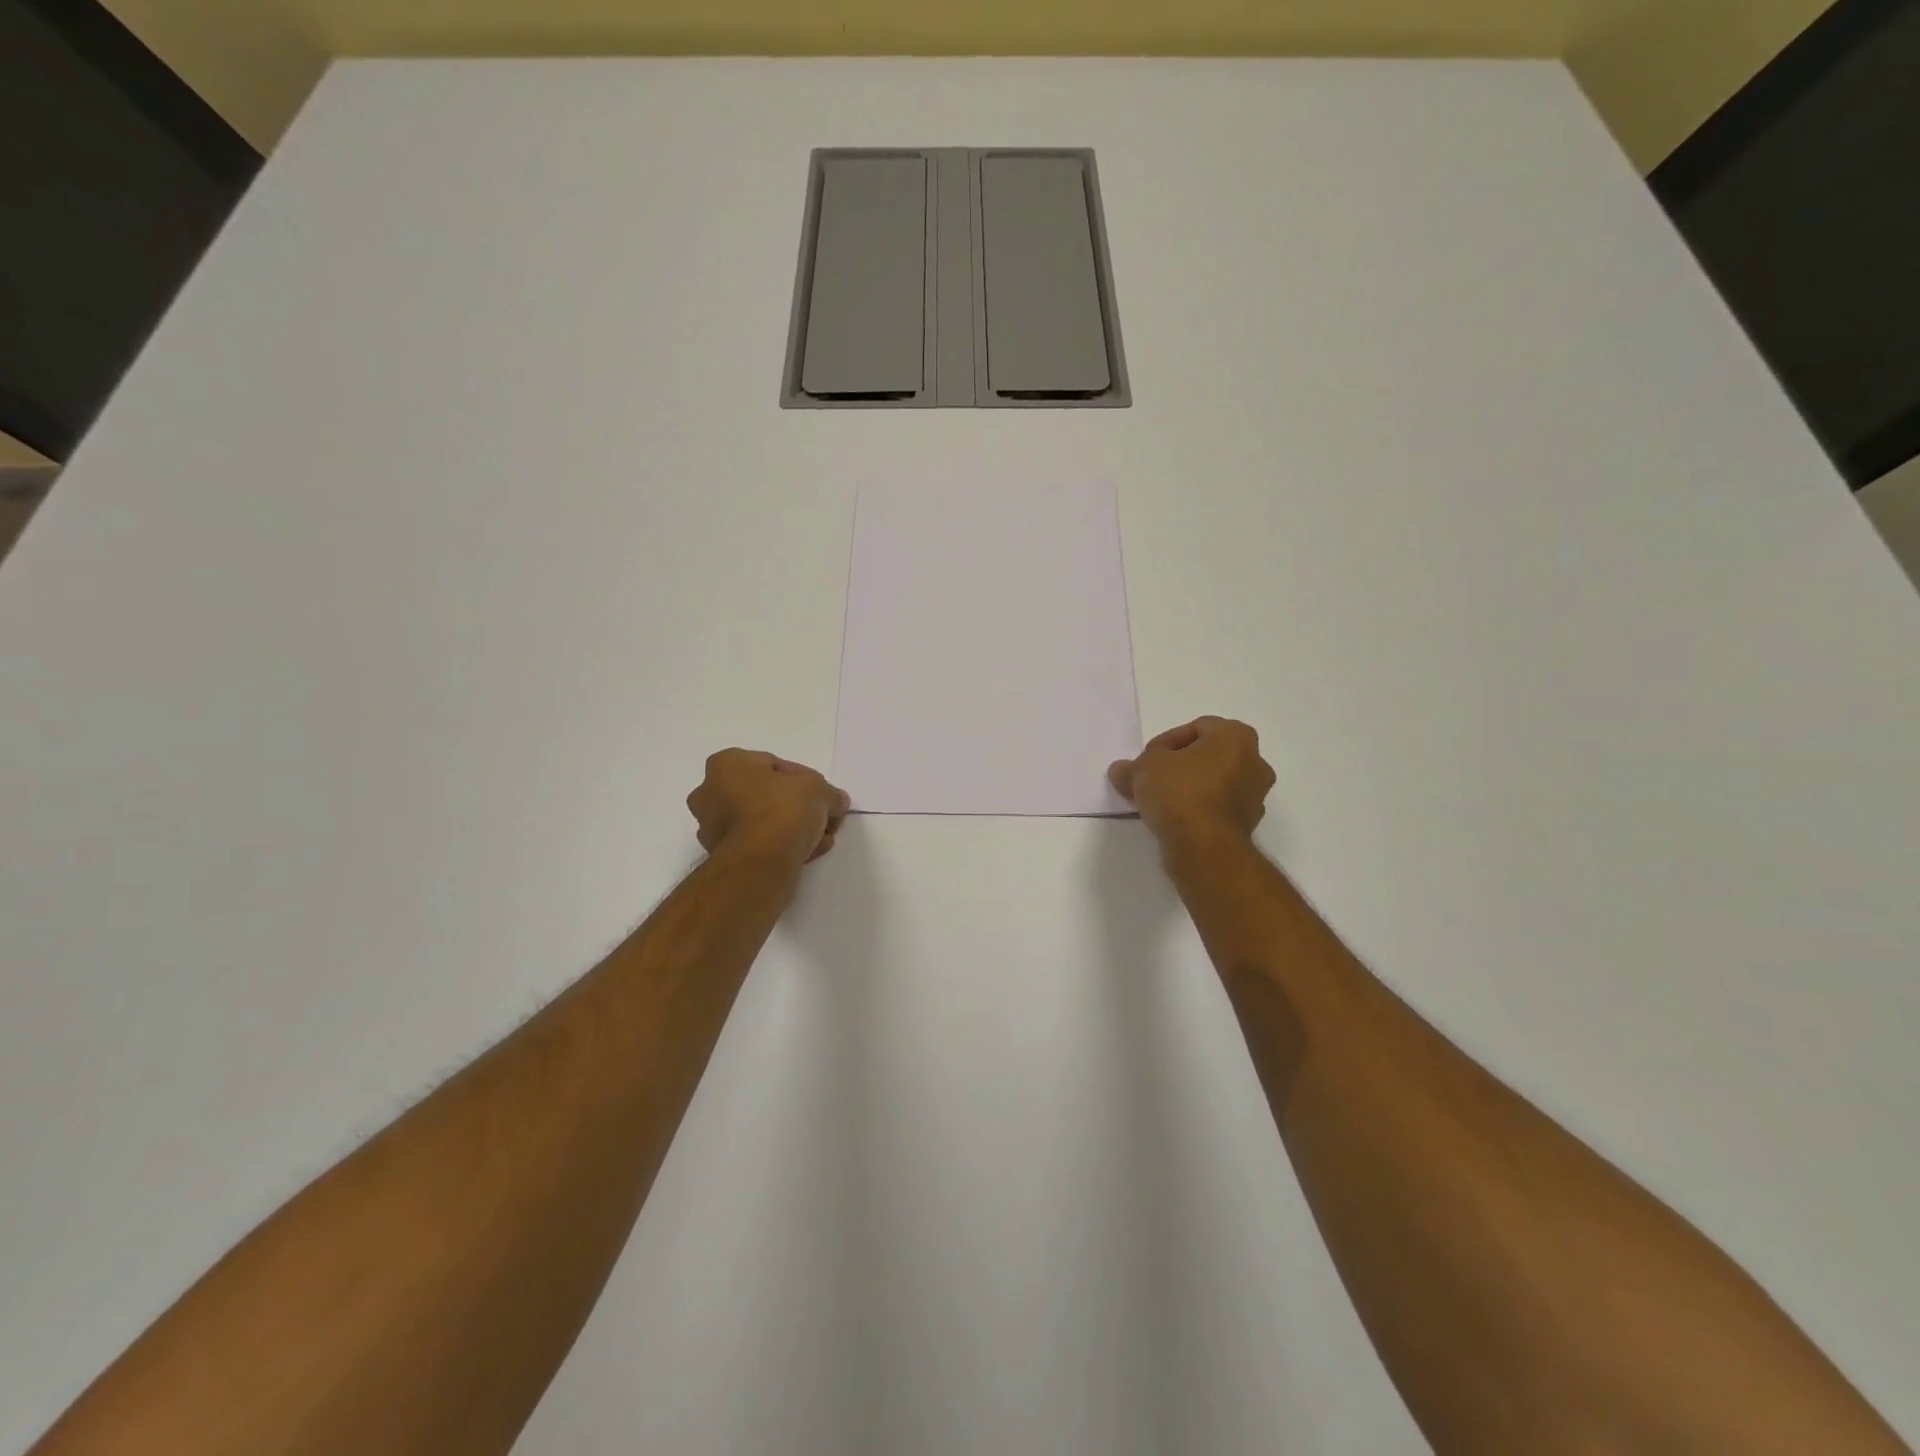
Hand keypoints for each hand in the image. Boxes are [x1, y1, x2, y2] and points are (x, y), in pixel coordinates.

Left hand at [687, 750, 850, 866]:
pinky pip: (757, 844)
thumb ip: (829, 793)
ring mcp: (711, 827)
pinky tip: (806, 853)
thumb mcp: (819, 790)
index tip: (822, 795)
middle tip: (821, 817)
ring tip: (819, 839)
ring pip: (761, 821)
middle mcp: (710, 792)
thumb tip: (836, 801)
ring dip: (790, 828)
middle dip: (796, 806)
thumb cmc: (784, 810)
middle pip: (765, 794)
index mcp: (727, 764)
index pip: (774, 764)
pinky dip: (779, 846)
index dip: (804, 779)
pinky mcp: (721, 856)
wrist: (761, 863)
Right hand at [1108, 717, 1275, 848]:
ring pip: (1213, 783)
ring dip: (1188, 788)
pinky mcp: (1247, 825)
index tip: (1146, 759)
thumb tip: (1120, 770)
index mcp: (1237, 738)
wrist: (1204, 848)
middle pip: (1208, 756)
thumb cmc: (1180, 792)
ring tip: (1157, 801)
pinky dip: (1196, 809)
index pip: (1197, 727)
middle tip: (1151, 778)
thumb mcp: (1143, 769)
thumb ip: (1131, 766)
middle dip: (1178, 765)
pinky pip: (1216, 808)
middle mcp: (1255, 763)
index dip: (1166, 741)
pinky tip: (1172, 819)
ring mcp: (1255, 797)